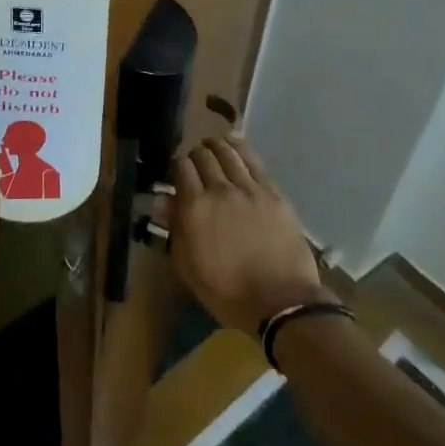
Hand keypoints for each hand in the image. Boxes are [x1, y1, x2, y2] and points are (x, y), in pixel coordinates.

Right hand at [167, 135, 333, 334]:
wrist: (281, 301)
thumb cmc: (228, 292)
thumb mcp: (189, 268)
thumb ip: (175, 229)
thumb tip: (164, 201)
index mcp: (195, 208)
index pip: (180, 169)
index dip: (175, 165)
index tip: (175, 172)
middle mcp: (220, 190)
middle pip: (203, 157)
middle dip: (194, 154)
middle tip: (194, 162)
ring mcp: (250, 188)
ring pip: (229, 153)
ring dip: (216, 146)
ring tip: (212, 145)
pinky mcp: (273, 193)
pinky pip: (254, 162)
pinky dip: (242, 149)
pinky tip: (236, 144)